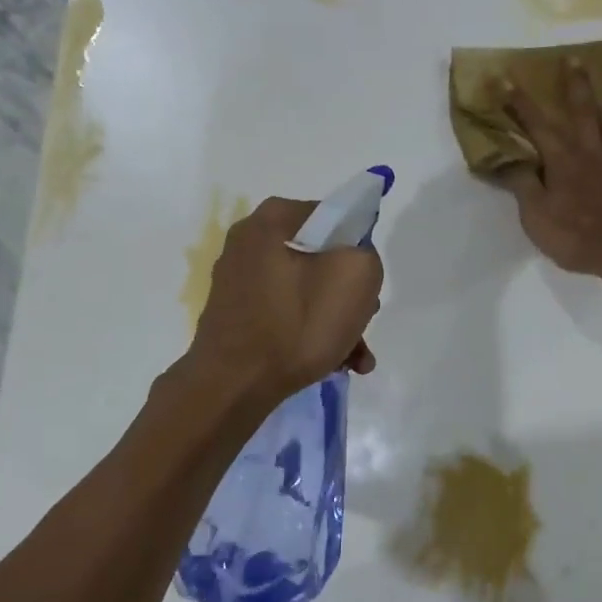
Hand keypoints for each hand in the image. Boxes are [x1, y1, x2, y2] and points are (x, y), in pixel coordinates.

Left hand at [187, 197, 382, 405]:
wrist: (234, 386)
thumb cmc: (296, 324)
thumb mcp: (355, 276)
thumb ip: (366, 255)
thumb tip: (353, 262)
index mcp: (269, 221)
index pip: (332, 216)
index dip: (358, 247)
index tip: (367, 282)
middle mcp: (247, 244)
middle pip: (320, 259)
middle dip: (349, 293)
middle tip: (363, 320)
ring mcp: (238, 283)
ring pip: (306, 293)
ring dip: (337, 322)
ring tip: (356, 357)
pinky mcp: (236, 318)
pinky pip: (285, 317)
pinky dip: (311, 335)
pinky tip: (335, 364)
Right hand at [499, 59, 601, 275]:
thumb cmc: (576, 237)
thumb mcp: (536, 217)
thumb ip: (523, 185)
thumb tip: (506, 159)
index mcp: (563, 164)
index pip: (538, 128)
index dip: (520, 104)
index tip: (506, 78)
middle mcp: (593, 154)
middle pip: (584, 114)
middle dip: (576, 86)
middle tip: (575, 57)